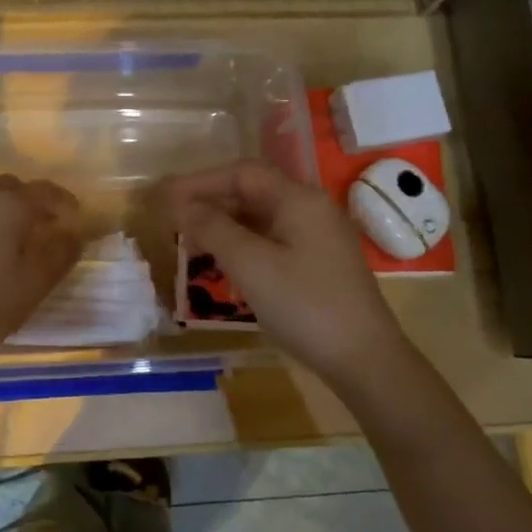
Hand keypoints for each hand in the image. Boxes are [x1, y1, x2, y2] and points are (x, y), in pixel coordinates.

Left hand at [0, 174, 83, 372]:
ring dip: (0, 212)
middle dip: (30, 201)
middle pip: (9, 188)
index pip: (44, 191)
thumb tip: (74, 234)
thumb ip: (59, 256)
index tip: (76, 216)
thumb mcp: (31, 287)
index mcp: (6, 205)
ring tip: (9, 241)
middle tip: (43, 226)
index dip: (64, 202)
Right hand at [168, 160, 412, 387]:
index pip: (242, 173)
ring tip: (193, 243)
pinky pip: (274, 240)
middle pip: (253, 192)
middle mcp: (311, 209)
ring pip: (262, 218)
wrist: (364, 358)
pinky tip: (226, 264)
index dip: (201, 181)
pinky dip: (244, 244)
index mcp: (298, 199)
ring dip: (226, 225)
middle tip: (175, 222)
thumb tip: (184, 207)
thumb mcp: (251, 265)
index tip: (167, 196)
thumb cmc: (304, 305)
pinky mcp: (320, 263)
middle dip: (212, 202)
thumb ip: (214, 229)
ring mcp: (318, 237)